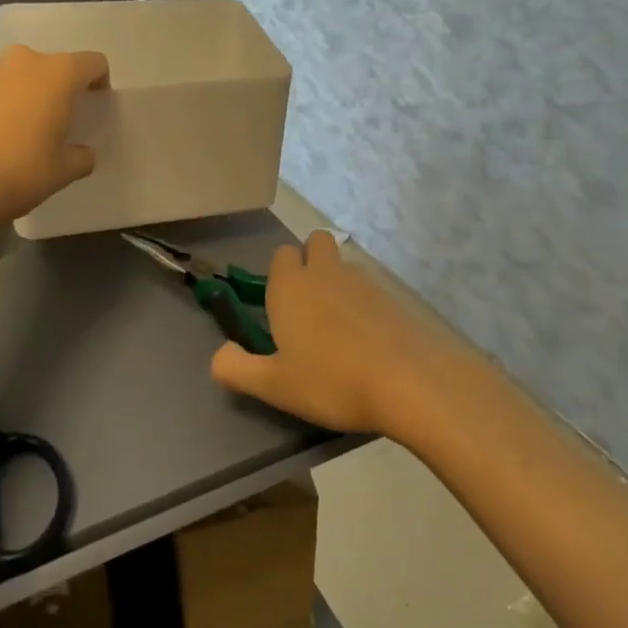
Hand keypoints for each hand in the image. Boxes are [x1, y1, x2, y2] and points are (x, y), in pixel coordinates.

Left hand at [0, 45, 109, 230]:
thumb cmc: (17, 173)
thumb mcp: (63, 172)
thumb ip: (81, 156)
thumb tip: (81, 153)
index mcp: (57, 74)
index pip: (93, 63)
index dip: (99, 83)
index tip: (93, 107)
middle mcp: (21, 62)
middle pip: (51, 67)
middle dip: (57, 89)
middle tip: (54, 123)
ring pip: (16, 76)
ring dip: (22, 95)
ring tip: (16, 132)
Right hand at [210, 231, 471, 436]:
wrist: (408, 382)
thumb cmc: (331, 382)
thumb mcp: (274, 385)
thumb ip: (236, 368)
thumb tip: (220, 354)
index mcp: (292, 286)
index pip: (281, 255)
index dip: (279, 276)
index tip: (280, 310)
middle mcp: (327, 272)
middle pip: (316, 242)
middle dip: (310, 260)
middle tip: (308, 308)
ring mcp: (365, 280)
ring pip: (344, 264)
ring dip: (338, 282)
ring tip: (340, 330)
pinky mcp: (394, 296)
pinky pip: (371, 287)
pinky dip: (365, 303)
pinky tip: (369, 340)